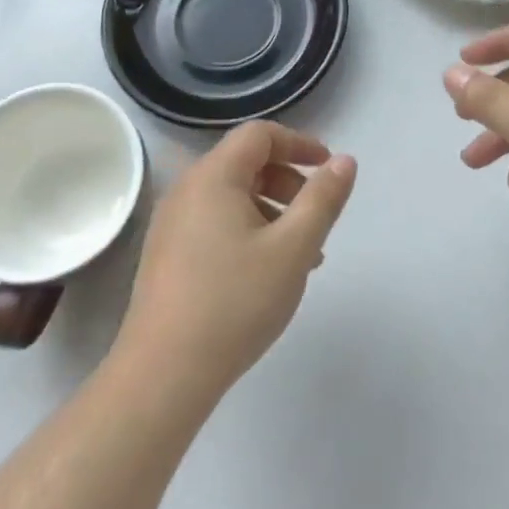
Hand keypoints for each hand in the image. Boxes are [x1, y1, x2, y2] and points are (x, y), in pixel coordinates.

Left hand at [114, 122, 356, 404]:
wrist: (164, 373)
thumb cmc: (235, 302)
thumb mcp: (293, 248)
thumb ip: (323, 199)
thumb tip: (345, 160)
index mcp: (213, 177)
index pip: (259, 135)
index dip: (299, 143)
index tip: (329, 168)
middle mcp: (186, 190)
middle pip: (244, 163)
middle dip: (287, 179)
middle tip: (316, 213)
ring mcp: (171, 224)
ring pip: (231, 197)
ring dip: (271, 210)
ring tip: (301, 253)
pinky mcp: (166, 255)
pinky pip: (214, 223)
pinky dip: (248, 230)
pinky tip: (267, 272)